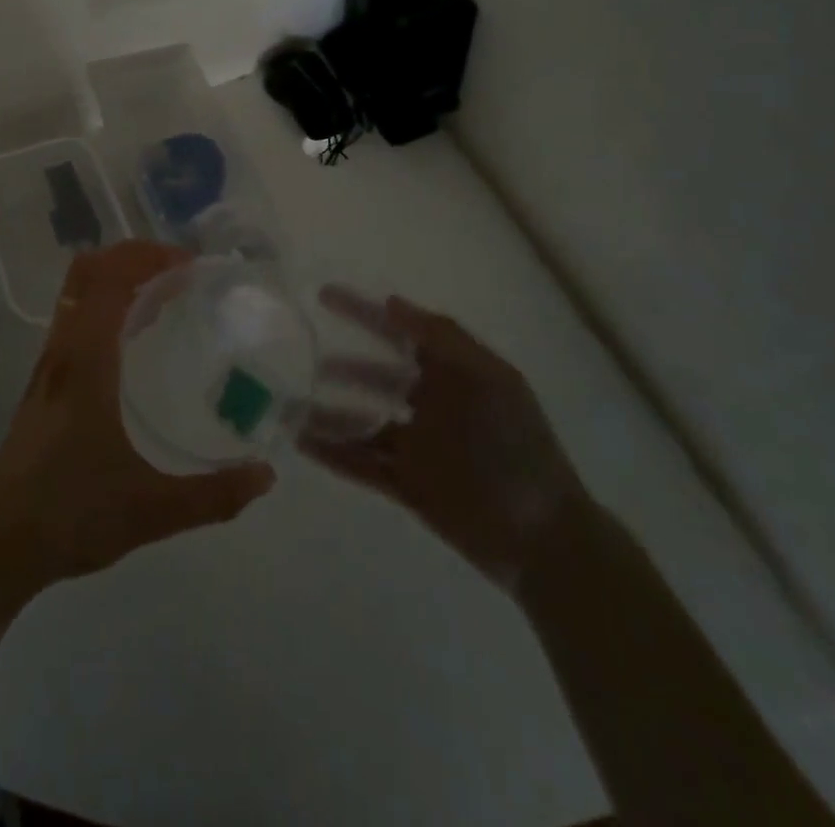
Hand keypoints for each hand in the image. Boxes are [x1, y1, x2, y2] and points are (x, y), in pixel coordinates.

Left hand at [0, 241, 275, 617]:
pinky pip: (72, 318)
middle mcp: (63, 351)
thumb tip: (265, 475)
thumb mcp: (152, 511)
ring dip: (116, 278)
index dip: (148, 258)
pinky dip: (103, 305)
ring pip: (76, 293)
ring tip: (163, 296)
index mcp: (86, 363)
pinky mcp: (42, 382)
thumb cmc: (73, 517)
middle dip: (133, 257)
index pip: (110, 281)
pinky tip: (133, 339)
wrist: (0, 546)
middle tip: (179, 272)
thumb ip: (214, 495)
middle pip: (88, 272)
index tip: (190, 266)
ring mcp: (48, 365)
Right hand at [300, 288, 587, 591]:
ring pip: (361, 422)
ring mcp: (417, 446)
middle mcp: (431, 404)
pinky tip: (302, 443)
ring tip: (290, 407)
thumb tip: (392, 302)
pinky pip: (362, 463)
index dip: (364, 312)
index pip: (400, 333)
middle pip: (375, 377)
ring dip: (327, 413)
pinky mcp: (408, 485)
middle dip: (342, 368)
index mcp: (453, 375)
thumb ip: (443, 338)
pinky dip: (332, 453)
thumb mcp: (490, 380)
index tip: (324, 296)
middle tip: (303, 360)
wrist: (544, 539)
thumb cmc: (518, 449)